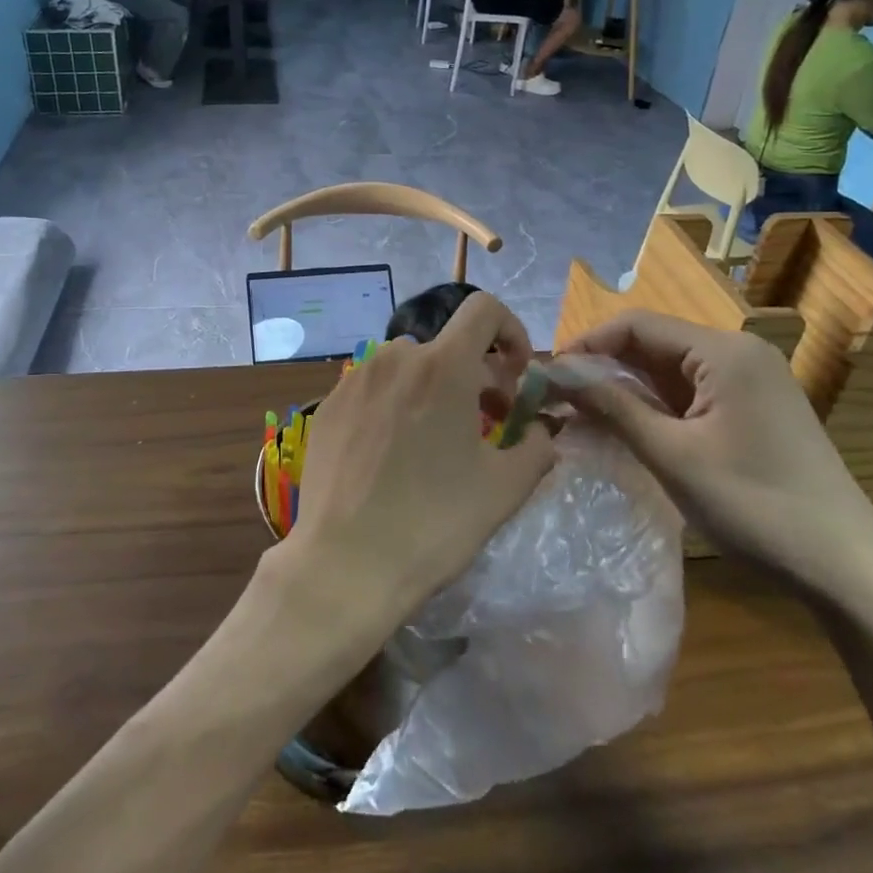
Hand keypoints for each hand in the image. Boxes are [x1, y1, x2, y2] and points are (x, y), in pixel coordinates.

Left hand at [281, 293, 554, 635]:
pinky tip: (392, 452)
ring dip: (432, 387)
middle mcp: (394, 358)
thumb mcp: (504, 488)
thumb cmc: (434, 522)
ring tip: (436, 438)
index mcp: (442, 366)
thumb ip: (536, 447)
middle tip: (485, 421)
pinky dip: (394, 402)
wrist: (346, 563)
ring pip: (407, 366)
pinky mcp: (328, 405)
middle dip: (474, 372)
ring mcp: (354, 380)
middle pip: (446, 345)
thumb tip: (544, 432)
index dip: (511, 330)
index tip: (515, 373)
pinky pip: (372, 387)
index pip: (483, 309)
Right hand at [557, 312, 872, 601]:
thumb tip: (556, 372)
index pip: (635, 325)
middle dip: (601, 368)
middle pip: (651, 344)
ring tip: (579, 417)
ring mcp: (748, 383)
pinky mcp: (752, 411)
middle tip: (556, 400)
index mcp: (723, 351)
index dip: (585, 345)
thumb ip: (611, 405)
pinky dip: (653, 408)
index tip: (547, 376)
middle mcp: (737, 354)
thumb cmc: (754, 504)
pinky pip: (689, 395)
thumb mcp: (671, 453)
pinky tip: (624, 430)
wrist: (846, 568)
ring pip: (667, 371)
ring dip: (623, 390)